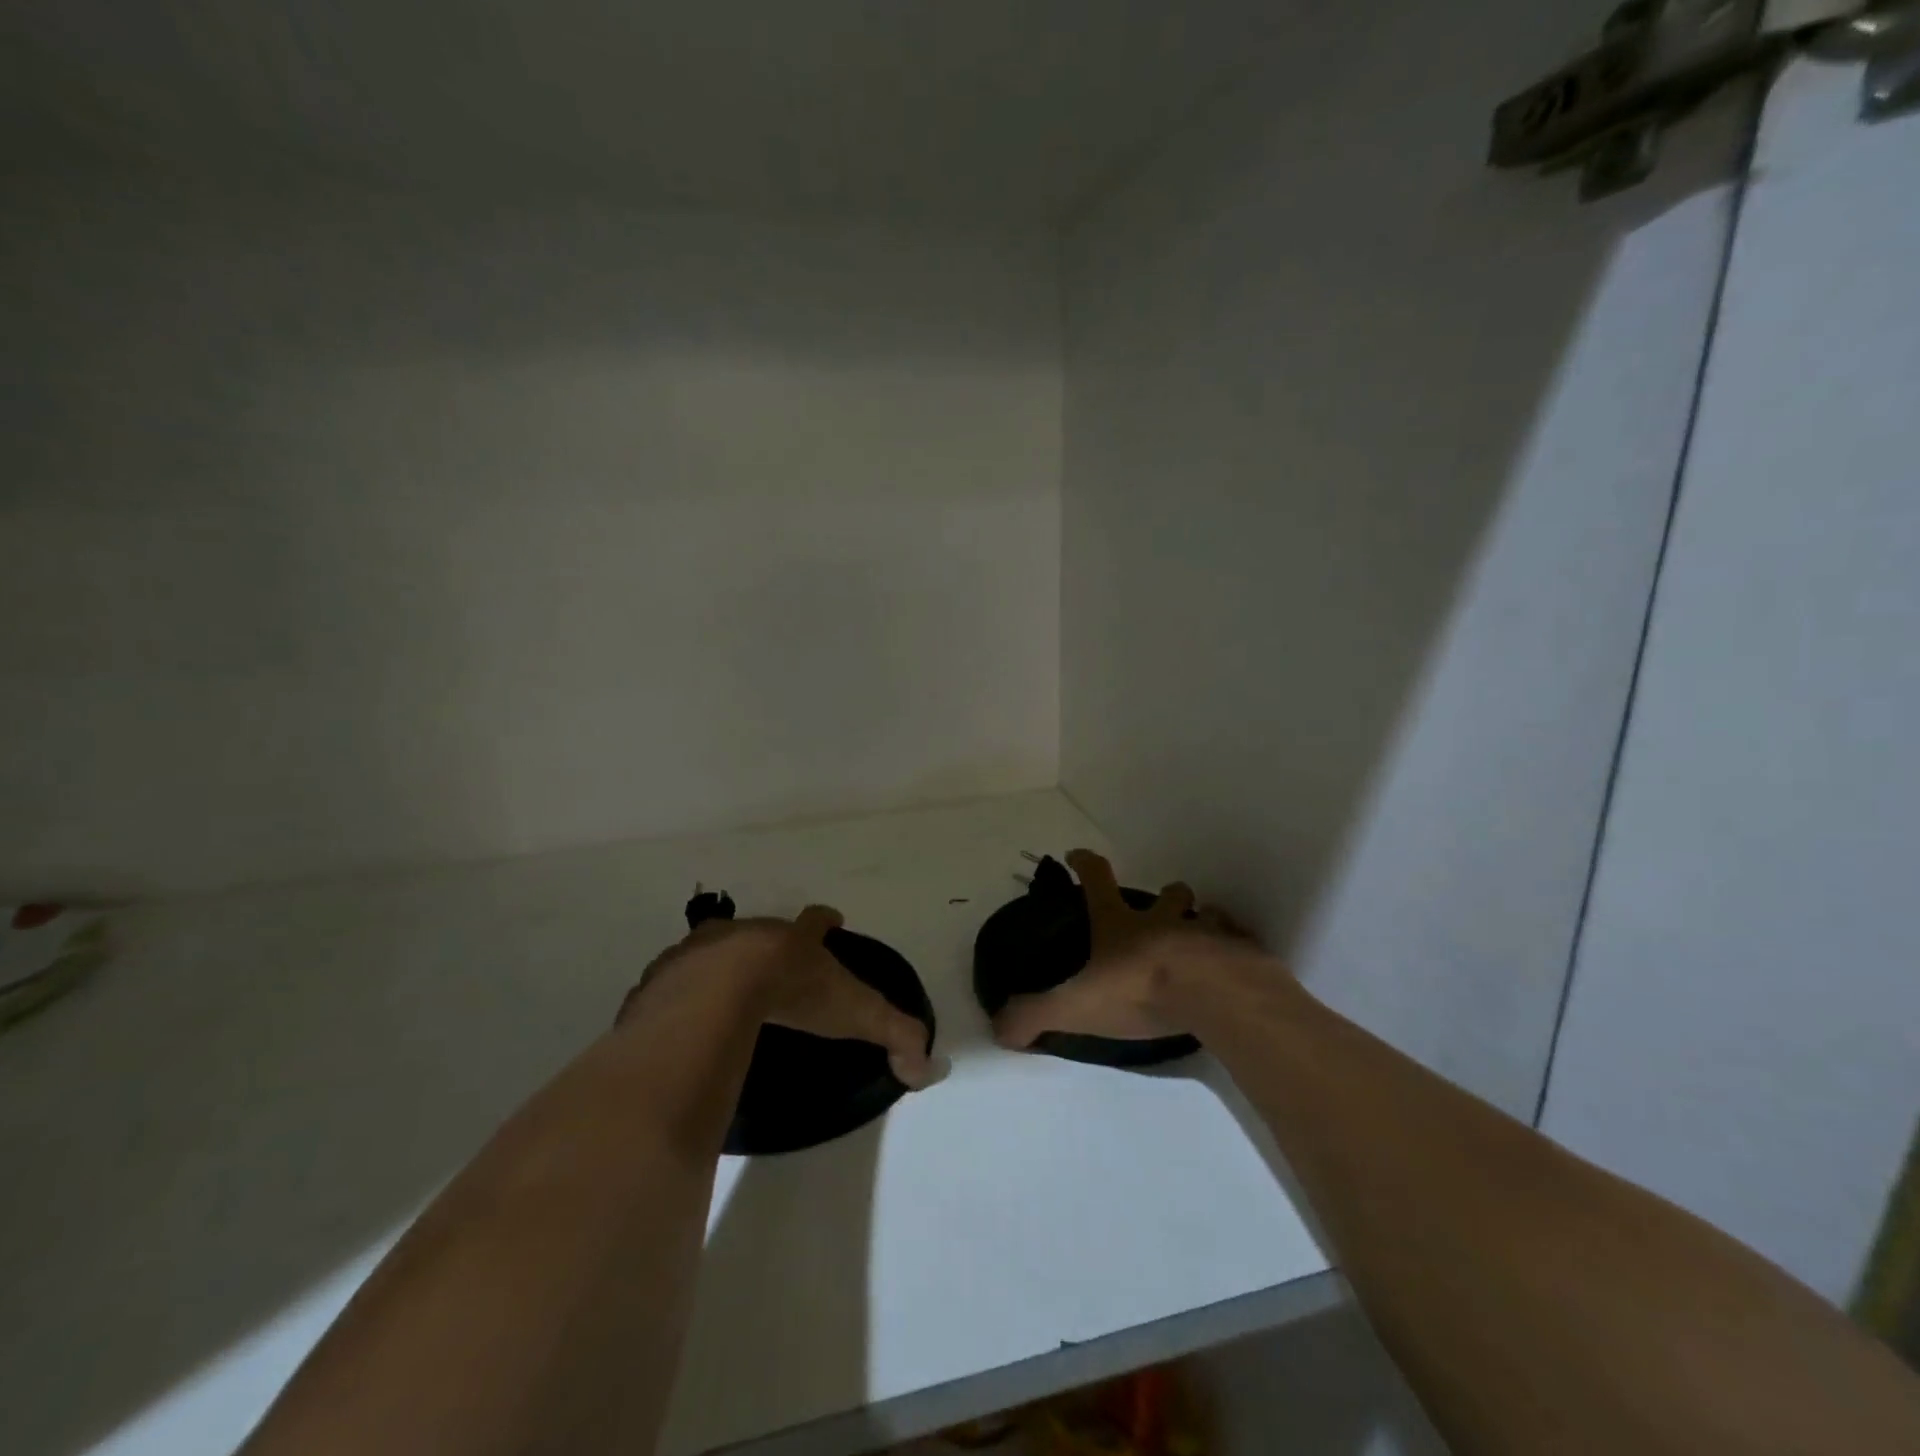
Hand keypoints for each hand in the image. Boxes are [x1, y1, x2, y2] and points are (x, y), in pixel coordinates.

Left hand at [621, 906, 935, 1088]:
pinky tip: (679, 1021)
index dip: (825, 921)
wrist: (718, 991)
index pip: (816, 921)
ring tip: (719, 993)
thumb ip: (896, 1034)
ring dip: (716, 965)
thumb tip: (925, 1067)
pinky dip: (677, 996)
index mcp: (792, 940)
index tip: (832, 919)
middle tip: (769, 966)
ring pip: (710, 950)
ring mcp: (701, 951)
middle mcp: (746, 934)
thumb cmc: (794, 992)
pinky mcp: (663, 977)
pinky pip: (670, 984)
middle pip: (759, 930)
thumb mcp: (856, 1012)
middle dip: (765, 944)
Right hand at [992, 849, 1250, 1049]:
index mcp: (1121, 925)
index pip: (1097, 879)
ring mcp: (1206, 933)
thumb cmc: (1139, 990)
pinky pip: (1239, 944)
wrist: (1212, 996)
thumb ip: (1036, 1015)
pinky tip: (1233, 969)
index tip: (1076, 855)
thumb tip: (998, 1028)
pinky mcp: (1240, 955)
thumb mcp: (1075, 1005)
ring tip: (1201, 942)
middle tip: (1164, 907)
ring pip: (1207, 915)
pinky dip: (1235, 950)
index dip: (1085, 863)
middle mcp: (1164, 921)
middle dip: (1166, 894)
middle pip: (1168, 894)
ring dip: (1204, 921)